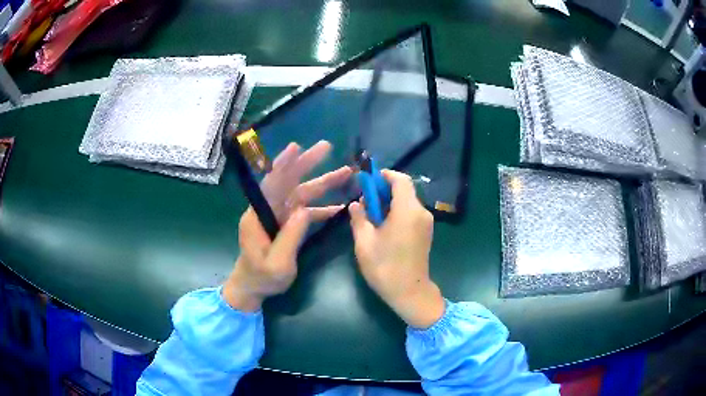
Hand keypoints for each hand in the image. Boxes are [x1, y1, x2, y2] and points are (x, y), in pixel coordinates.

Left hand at [224, 141, 351, 310]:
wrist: (253, 287)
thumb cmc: (261, 278)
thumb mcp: (277, 264)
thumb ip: (290, 237)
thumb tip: (305, 210)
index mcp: (258, 216)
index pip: (272, 184)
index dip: (284, 165)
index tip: (297, 147)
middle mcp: (268, 209)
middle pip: (289, 182)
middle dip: (307, 163)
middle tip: (327, 147)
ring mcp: (278, 216)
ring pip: (301, 193)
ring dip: (322, 183)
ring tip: (345, 172)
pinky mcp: (286, 224)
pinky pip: (306, 210)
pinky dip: (322, 207)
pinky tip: (339, 207)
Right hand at [349, 170, 444, 328]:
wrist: (410, 292)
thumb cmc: (385, 267)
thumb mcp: (364, 242)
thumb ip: (359, 218)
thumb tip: (356, 204)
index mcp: (407, 210)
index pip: (400, 180)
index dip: (384, 176)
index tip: (368, 181)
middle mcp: (421, 212)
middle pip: (405, 190)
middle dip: (384, 190)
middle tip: (365, 201)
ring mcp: (426, 223)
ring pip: (408, 202)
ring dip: (390, 202)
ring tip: (371, 215)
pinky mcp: (426, 233)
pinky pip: (412, 213)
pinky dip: (398, 212)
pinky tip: (384, 226)